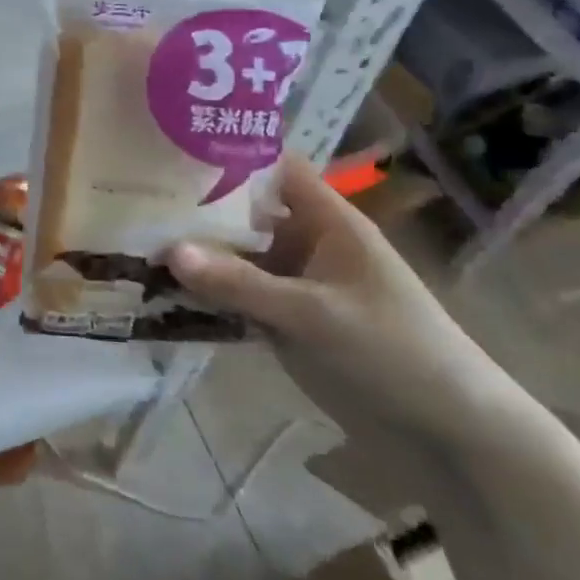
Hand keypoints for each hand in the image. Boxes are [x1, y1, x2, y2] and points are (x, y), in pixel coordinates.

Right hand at [166, 157, 529, 453]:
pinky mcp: (284, 323)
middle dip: (196, 206)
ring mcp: (293, 285)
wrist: (447, 433)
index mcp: (326, 221)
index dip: (230, 152)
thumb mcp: (314, 313)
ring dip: (195, 255)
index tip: (173, 146)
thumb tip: (167, 249)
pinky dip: (205, 295)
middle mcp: (305, 244)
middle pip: (244, 212)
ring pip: (235, 258)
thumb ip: (240, 283)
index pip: (274, 168)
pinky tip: (159, 291)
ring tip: (132, 240)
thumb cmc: (394, 351)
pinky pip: (236, 298)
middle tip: (135, 196)